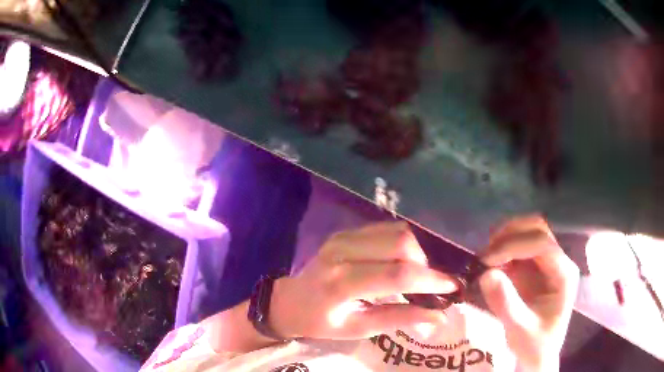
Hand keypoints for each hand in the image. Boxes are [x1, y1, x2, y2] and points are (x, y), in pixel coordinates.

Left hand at [270, 222, 457, 339]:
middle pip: (401, 243)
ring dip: (416, 252)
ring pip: (397, 231)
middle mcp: (342, 253)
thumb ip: (399, 319)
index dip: (430, 280)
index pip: (396, 276)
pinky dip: (403, 243)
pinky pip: (386, 228)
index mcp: (341, 284)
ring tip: (415, 274)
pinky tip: (402, 261)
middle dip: (425, 263)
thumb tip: (438, 316)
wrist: (291, 300)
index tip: (453, 286)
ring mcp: (343, 237)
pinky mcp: (346, 231)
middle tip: (429, 283)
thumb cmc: (323, 322)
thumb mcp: (359, 329)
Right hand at [479, 216, 579, 371]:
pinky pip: (520, 247)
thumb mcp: (519, 330)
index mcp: (564, 274)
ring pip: (528, 232)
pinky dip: (503, 249)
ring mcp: (547, 263)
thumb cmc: (534, 345)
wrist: (538, 354)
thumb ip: (505, 304)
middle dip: (510, 235)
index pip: (542, 244)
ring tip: (485, 258)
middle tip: (485, 254)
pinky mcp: (535, 267)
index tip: (487, 260)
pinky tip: (490, 262)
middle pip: (537, 229)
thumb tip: (486, 274)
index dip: (514, 245)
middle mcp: (558, 261)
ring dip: (505, 239)